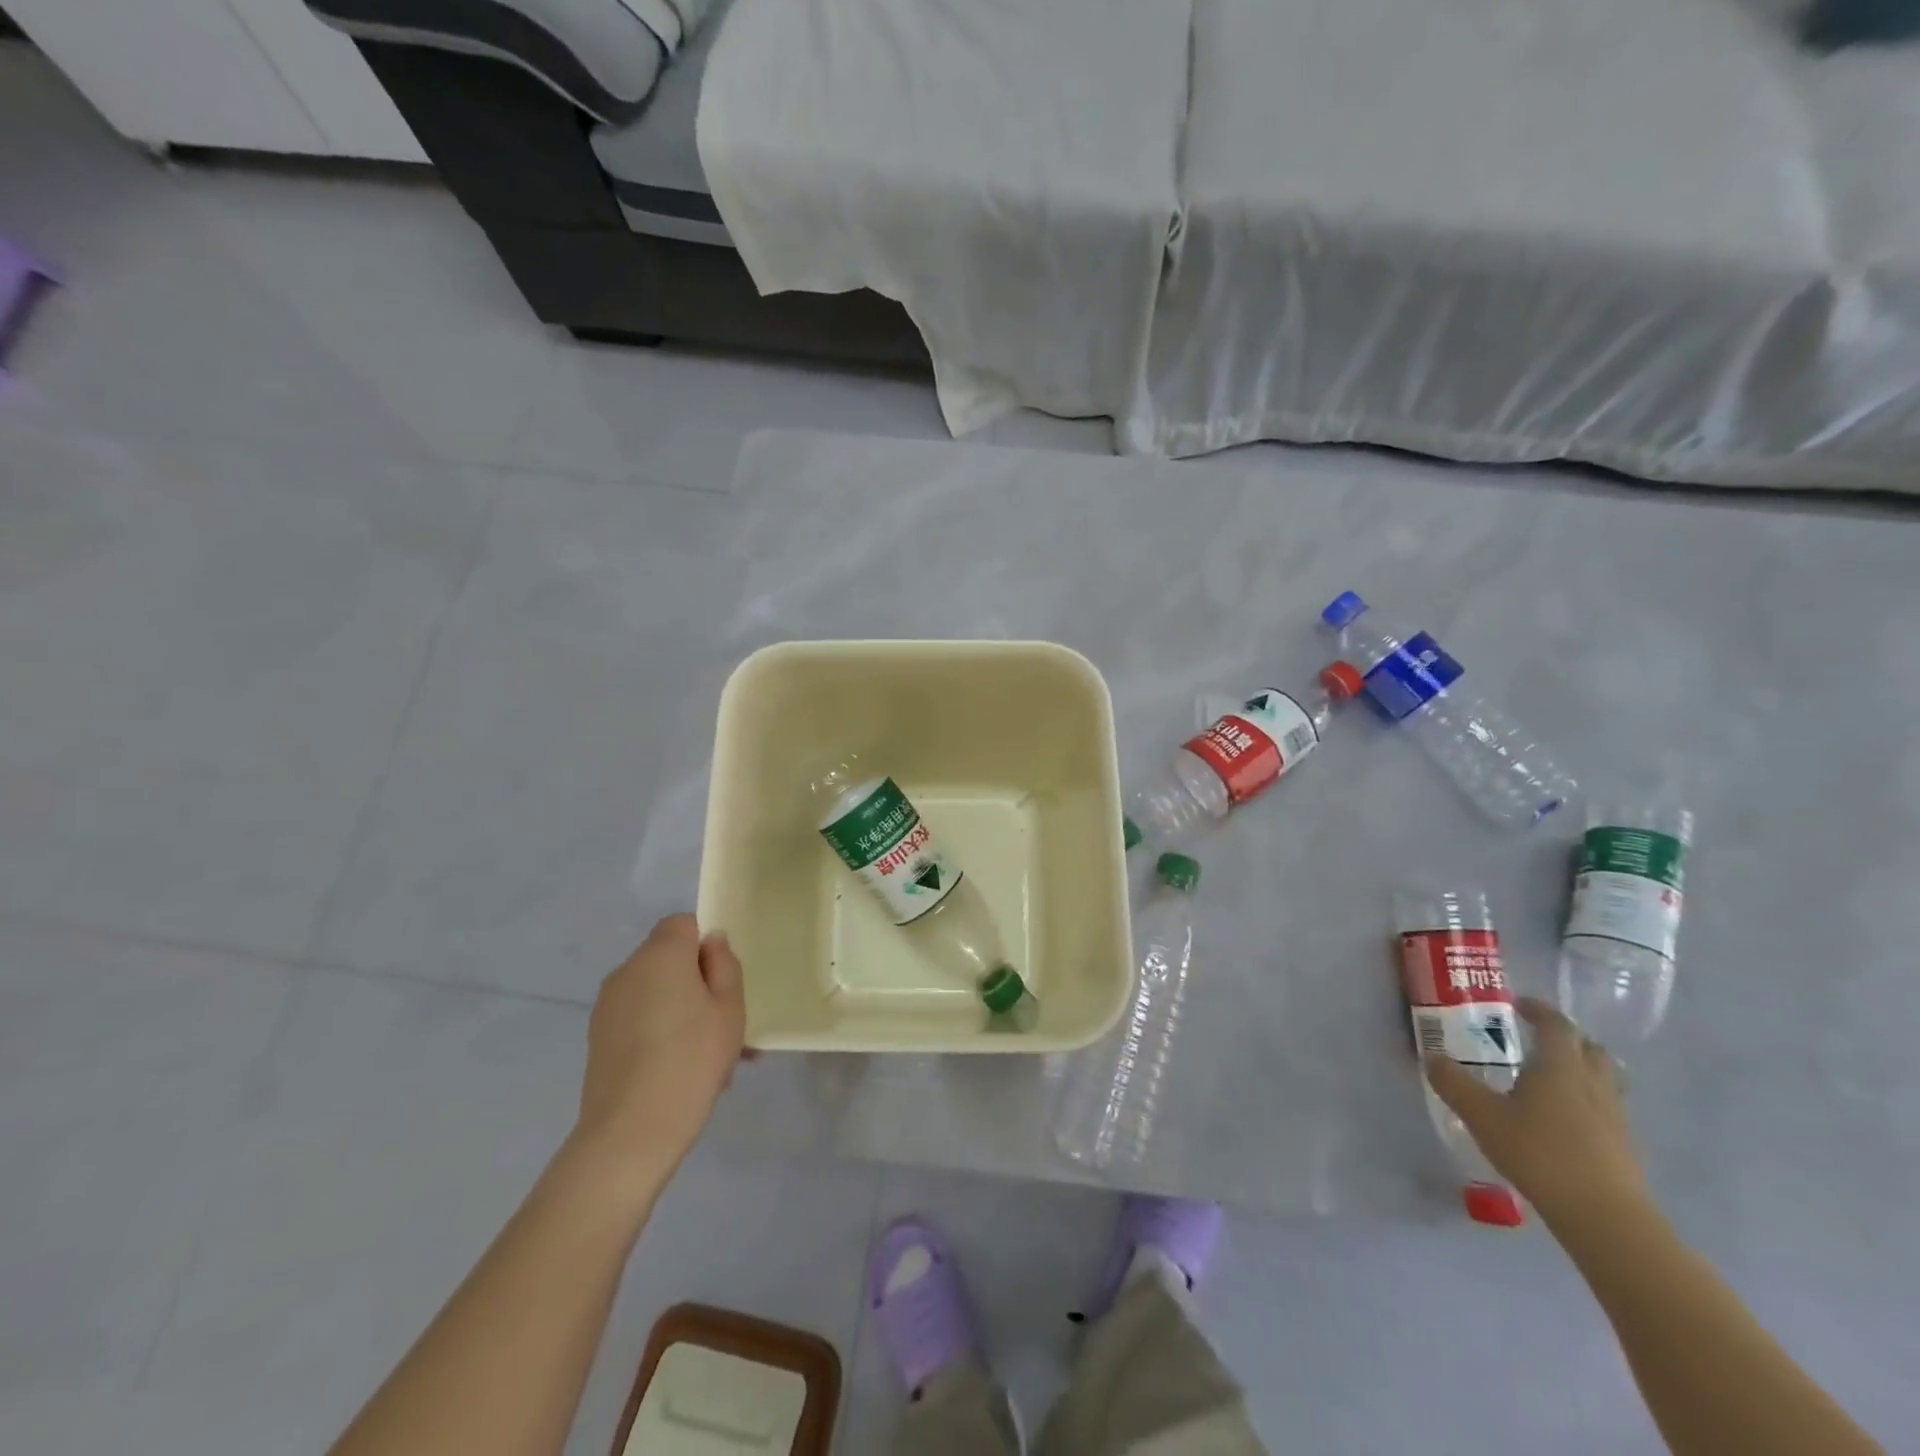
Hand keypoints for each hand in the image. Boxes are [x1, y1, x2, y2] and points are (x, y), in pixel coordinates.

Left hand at [568, 915, 746, 1193]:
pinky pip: (639, 1019)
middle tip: (725, 1022)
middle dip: (697, 981)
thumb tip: (710, 943)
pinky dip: (660, 1031)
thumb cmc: (692, 1060)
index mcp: (660, 954)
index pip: (683, 923)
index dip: (705, 945)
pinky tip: (680, 1070)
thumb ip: (724, 966)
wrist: (632, 1132)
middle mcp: (627, 971)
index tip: (723, 980)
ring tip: (708, 1055)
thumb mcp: (730, 1009)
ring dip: (681, 1009)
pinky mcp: (598, 1038)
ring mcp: (607, 1006)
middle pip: (668, 959)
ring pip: (655, 992)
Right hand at [1424, 997, 1645, 1228]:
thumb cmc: (1539, 1153)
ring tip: (1552, 1079)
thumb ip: (1454, 1083)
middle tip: (1538, 1039)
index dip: (1539, 1010)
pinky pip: (1608, 1110)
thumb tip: (1432, 1057)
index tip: (1518, 1005)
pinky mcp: (1625, 1147)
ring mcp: (1615, 1117)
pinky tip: (1565, 1122)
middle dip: (1567, 1038)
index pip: (1557, 1025)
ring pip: (1605, 1079)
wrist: (1605, 1218)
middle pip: (1590, 1048)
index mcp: (1559, 1066)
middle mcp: (1593, 1084)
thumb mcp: (1481, 1115)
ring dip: (1582, 1069)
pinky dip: (1588, 1103)